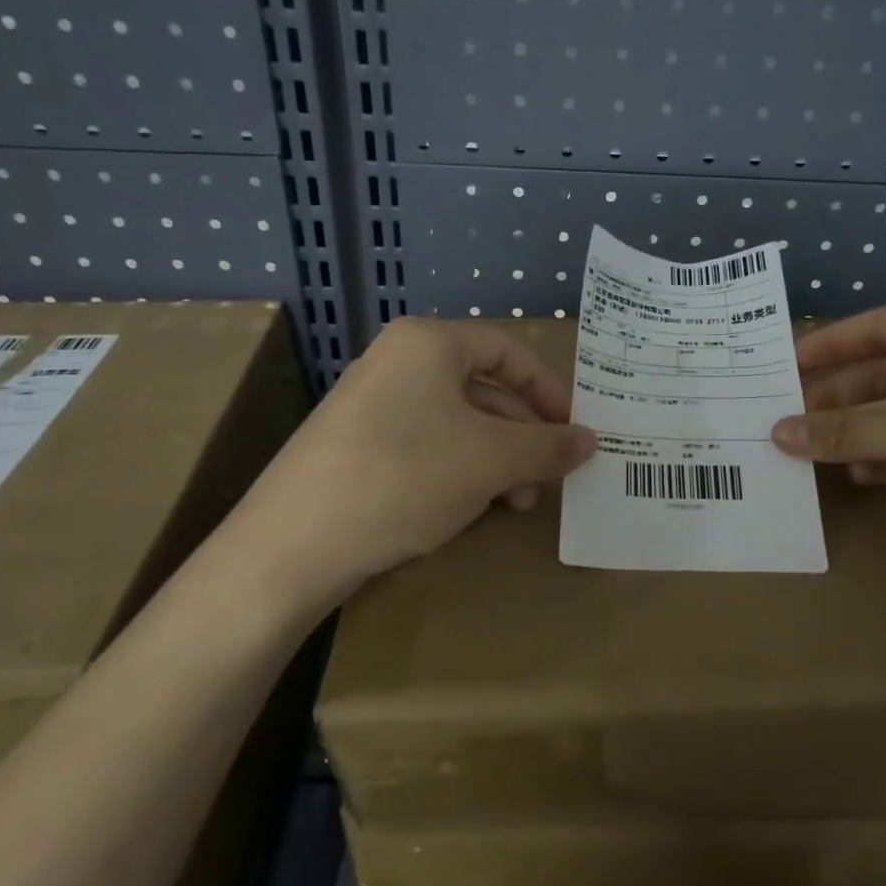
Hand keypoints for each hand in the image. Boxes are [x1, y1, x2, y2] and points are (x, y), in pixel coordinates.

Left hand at [237, 318, 594, 597]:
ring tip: (519, 501)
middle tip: (550, 474)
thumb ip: (548, 445)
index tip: (573, 429)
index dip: (548, 388)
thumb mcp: (491, 459)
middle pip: (482, 387)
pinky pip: (426, 444)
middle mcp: (398, 361)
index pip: (507, 350)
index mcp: (428, 342)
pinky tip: (474, 506)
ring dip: (497, 458)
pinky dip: (460, 469)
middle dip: (523, 433)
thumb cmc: (406, 476)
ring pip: (456, 421)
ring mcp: (372, 403)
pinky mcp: (357, 444)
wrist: (294, 543)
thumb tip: (590, 440)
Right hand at [770, 307, 885, 576]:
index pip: (879, 327)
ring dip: (856, 431)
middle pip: (885, 374)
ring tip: (806, 448)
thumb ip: (847, 430)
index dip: (829, 344)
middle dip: (837, 396)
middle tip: (785, 417)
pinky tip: (854, 473)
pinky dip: (884, 459)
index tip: (782, 366)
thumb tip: (776, 432)